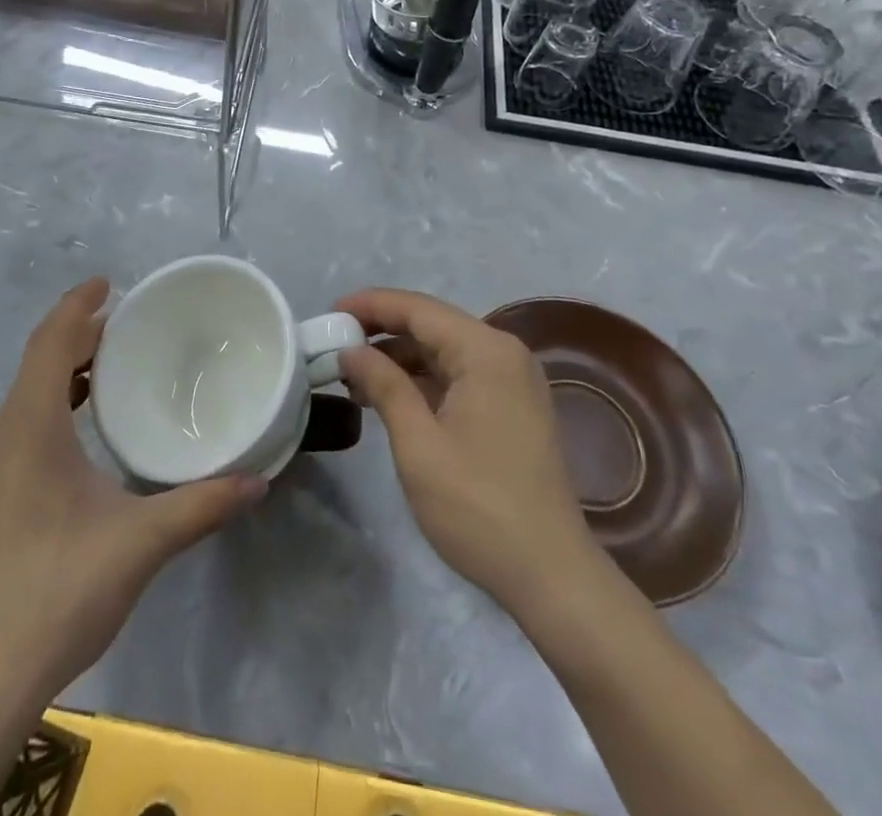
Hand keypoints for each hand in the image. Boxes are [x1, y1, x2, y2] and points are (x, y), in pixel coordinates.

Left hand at [0, 279, 265, 699]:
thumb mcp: (141, 542)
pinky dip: (55, 399)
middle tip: (127, 321)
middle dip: (79, 332)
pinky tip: (86, 423)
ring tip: (112, 362)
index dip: (78, 305)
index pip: (51, 341)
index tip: (110, 282)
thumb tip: (260, 479)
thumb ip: (202, 505)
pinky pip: (24, 419)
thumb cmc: (60, 590)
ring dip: (66, 366)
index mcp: (30, 425)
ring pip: (28, 391)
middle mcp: (3, 433)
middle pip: (39, 359)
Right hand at [337, 288, 598, 622]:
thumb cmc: (478, 506)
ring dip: (400, 358)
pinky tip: (389, 398)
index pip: (418, 309)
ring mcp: (513, 382)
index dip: (370, 305)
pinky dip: (423, 381)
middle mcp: (504, 354)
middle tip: (334, 343)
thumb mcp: (418, 443)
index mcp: (486, 351)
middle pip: (432, 325)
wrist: (551, 576)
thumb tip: (351, 350)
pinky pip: (459, 376)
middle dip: (381, 331)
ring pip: (444, 351)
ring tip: (353, 376)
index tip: (330, 312)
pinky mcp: (513, 408)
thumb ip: (383, 385)